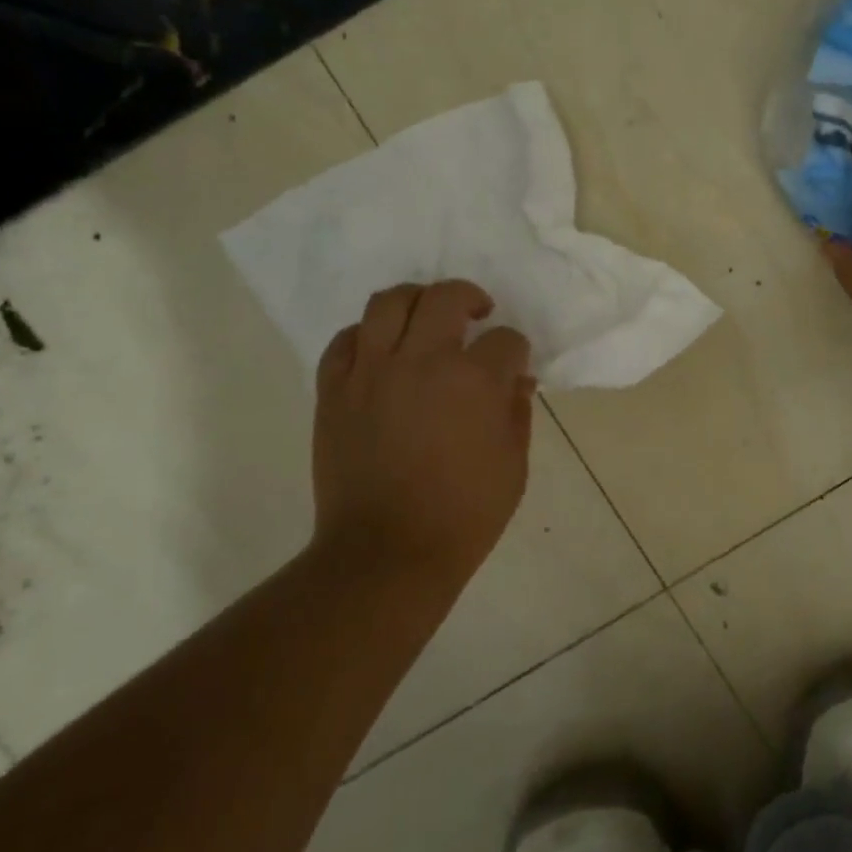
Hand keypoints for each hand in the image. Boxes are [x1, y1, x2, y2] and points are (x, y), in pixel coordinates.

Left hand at [311, 280, 534, 588]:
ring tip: (426, 315)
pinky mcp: (334, 391)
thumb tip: (516, 380)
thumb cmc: (464, 515)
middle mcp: (422, 361)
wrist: (387, 553)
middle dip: (469, 298)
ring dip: (415, 299)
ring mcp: (372, 372)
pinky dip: (366, 335)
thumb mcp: (513, 465)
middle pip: (445, 298)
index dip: (516, 350)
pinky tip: (381, 349)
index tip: (513, 365)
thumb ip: (517, 412)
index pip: (505, 340)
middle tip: (477, 313)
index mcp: (474, 381)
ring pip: (388, 302)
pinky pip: (345, 341)